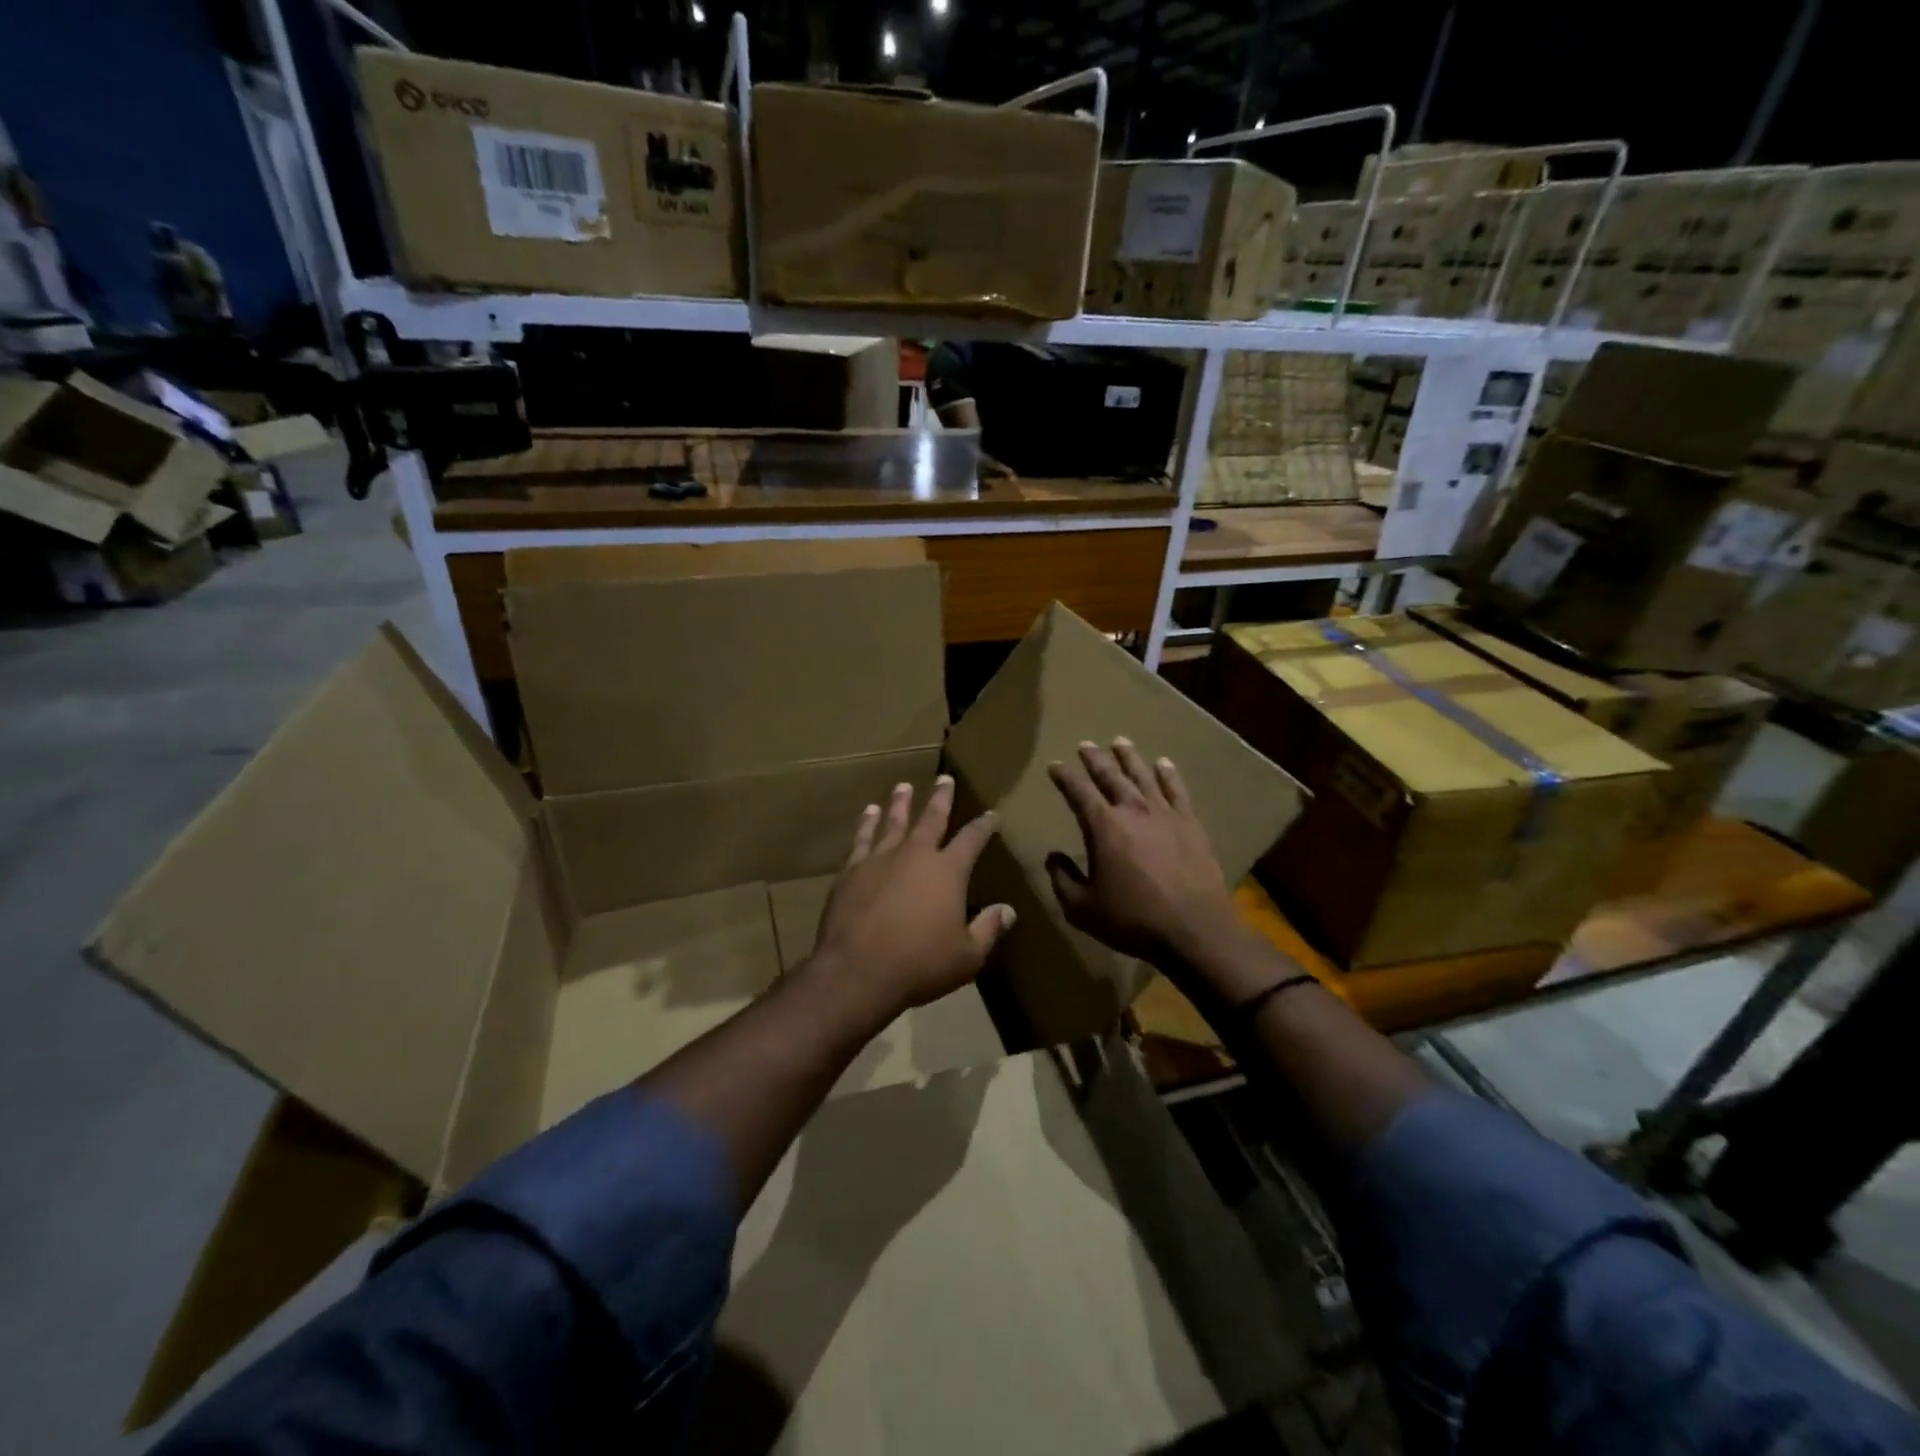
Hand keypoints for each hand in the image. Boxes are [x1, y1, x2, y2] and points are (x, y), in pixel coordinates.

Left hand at [805, 776, 1014, 1019]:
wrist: (857, 971)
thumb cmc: (920, 965)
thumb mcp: (967, 956)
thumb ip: (987, 929)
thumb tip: (1008, 910)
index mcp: (948, 871)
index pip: (972, 839)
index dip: (984, 825)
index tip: (992, 814)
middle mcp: (915, 855)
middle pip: (931, 818)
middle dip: (941, 798)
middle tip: (944, 778)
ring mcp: (880, 859)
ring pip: (893, 821)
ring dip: (900, 803)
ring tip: (904, 787)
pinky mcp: (851, 870)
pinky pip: (862, 839)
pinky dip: (866, 824)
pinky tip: (868, 813)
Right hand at [1046, 740, 1243, 974]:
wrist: (1194, 929)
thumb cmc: (1132, 920)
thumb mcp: (1082, 908)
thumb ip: (1062, 879)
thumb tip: (1053, 857)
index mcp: (1103, 826)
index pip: (1078, 791)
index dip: (1064, 776)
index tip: (1055, 765)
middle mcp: (1133, 810)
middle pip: (1110, 775)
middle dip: (1095, 759)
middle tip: (1085, 745)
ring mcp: (1165, 813)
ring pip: (1143, 775)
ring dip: (1129, 757)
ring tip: (1120, 742)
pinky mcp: (1191, 823)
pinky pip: (1177, 790)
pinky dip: (1168, 774)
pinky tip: (1163, 763)